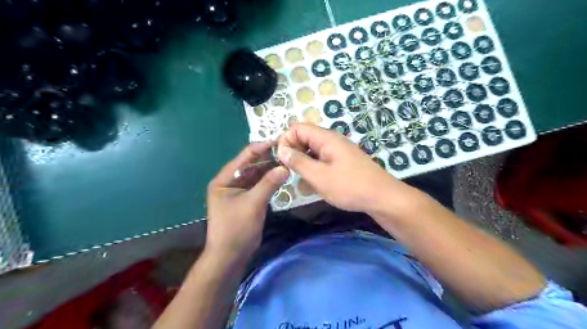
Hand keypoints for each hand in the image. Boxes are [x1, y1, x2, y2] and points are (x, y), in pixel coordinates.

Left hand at [204, 143, 289, 260]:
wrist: (230, 256)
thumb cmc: (236, 228)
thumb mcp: (252, 204)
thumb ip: (268, 184)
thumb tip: (285, 167)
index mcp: (224, 180)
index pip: (244, 157)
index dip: (261, 148)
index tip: (279, 141)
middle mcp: (230, 182)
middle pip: (251, 165)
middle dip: (267, 159)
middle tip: (287, 152)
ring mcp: (238, 191)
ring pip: (256, 175)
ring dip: (270, 170)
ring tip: (287, 162)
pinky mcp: (247, 200)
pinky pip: (259, 186)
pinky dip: (269, 181)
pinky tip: (282, 176)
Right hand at [277, 123, 409, 212]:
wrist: (382, 198)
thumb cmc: (349, 186)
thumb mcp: (319, 176)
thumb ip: (298, 162)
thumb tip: (282, 150)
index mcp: (326, 138)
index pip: (298, 128)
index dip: (286, 140)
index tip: (282, 159)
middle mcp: (332, 140)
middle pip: (305, 138)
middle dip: (294, 152)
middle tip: (290, 171)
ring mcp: (339, 151)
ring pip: (313, 150)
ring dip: (304, 162)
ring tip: (301, 180)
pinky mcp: (344, 162)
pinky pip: (323, 159)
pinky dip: (315, 168)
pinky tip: (314, 183)